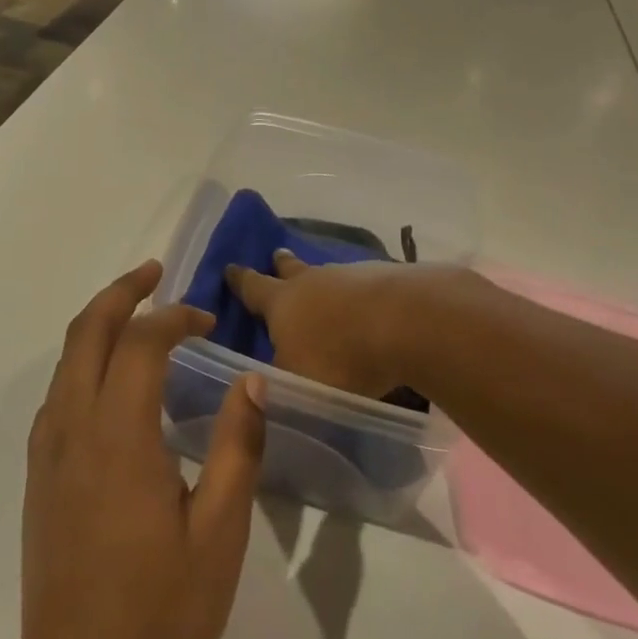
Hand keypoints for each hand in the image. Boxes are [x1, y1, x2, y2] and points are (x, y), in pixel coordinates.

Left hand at [22, 260, 266, 638]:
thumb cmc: (159, 610)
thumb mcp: (219, 533)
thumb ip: (238, 448)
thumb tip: (251, 382)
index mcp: (119, 435)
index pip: (141, 342)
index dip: (174, 318)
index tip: (206, 322)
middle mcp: (74, 426)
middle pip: (88, 330)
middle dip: (121, 290)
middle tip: (156, 272)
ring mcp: (49, 448)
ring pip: (67, 356)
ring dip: (100, 320)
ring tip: (137, 312)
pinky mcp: (40, 471)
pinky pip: (59, 390)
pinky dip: (85, 359)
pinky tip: (113, 379)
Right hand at [226, 251, 482, 398]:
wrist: (407, 322)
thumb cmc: (340, 357)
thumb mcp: (298, 383)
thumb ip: (280, 382)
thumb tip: (264, 382)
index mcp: (282, 302)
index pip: (252, 287)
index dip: (240, 280)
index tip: (230, 268)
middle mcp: (313, 281)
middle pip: (292, 269)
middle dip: (282, 265)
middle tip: (277, 255)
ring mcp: (352, 276)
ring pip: (330, 276)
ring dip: (325, 283)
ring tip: (326, 292)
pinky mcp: (388, 280)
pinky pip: (365, 285)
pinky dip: (361, 296)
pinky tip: (369, 309)